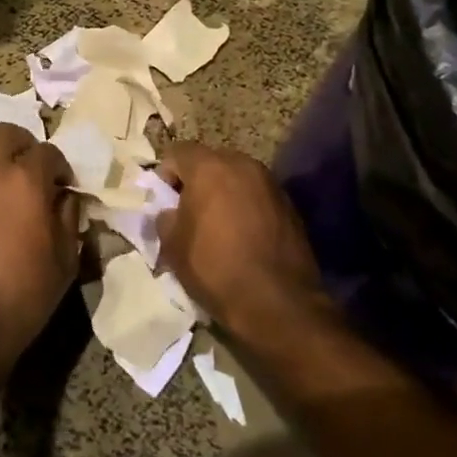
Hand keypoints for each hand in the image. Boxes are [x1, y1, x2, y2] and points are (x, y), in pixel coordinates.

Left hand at [0, 123, 78, 398]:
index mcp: (24, 178)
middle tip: (32, 170)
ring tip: (4, 186)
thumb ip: (69, 219)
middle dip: (22, 145)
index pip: (47, 152)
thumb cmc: (22, 294)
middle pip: (4, 133)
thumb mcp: (65, 261)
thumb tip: (65, 198)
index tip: (64, 185)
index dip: (60, 166)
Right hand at [158, 141, 321, 339]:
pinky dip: (247, 208)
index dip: (166, 175)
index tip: (166, 203)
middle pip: (211, 161)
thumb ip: (165, 218)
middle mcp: (243, 165)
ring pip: (237, 179)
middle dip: (198, 182)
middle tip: (190, 213)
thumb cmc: (215, 268)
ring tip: (220, 227)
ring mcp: (271, 184)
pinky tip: (244, 237)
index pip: (178, 152)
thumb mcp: (172, 245)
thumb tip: (171, 213)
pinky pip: (258, 197)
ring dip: (224, 194)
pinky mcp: (291, 207)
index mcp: (209, 167)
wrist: (278, 304)